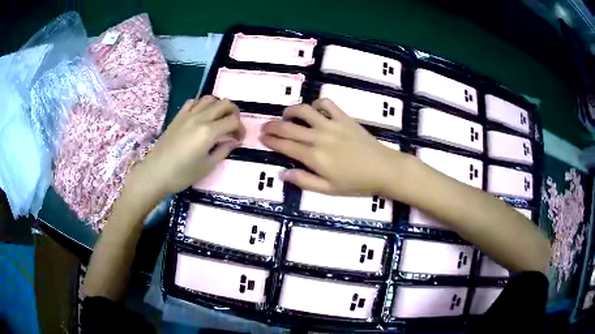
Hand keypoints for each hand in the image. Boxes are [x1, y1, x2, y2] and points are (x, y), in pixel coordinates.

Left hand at [128, 96, 244, 198]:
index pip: (233, 121)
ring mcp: (188, 115)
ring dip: (218, 106)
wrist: (156, 173)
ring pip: (209, 98)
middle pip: (224, 103)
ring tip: (218, 118)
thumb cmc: (182, 174)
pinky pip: (193, 102)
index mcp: (209, 132)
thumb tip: (233, 141)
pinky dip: (202, 105)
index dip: (241, 129)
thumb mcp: (207, 166)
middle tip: (233, 126)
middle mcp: (200, 118)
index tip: (239, 139)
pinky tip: (202, 115)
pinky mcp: (178, 116)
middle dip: (234, 112)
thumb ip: (223, 150)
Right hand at [261, 99, 406, 195]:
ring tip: (286, 116)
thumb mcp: (328, 190)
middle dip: (273, 126)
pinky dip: (317, 104)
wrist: (383, 169)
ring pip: (304, 110)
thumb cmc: (356, 183)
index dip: (270, 140)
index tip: (261, 137)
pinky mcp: (344, 118)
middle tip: (265, 127)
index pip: (285, 145)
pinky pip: (327, 104)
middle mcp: (319, 137)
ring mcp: (332, 124)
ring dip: (291, 111)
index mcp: (314, 157)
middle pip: (289, 127)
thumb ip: (304, 181)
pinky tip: (314, 111)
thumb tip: (282, 173)